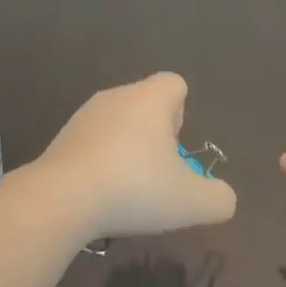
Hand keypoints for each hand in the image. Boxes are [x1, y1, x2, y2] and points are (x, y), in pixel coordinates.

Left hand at [34, 73, 236, 241]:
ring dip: (126, 149)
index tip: (176, 147)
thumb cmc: (135, 188)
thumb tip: (224, 198)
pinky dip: (99, 163)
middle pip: (145, 103)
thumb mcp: (191, 202)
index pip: (174, 84)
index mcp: (150, 99)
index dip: (182, 111)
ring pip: (117, 123)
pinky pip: (91, 143)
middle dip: (155, 135)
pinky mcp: (61, 139)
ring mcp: (85, 116)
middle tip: (158, 173)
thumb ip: (218, 198)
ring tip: (127, 189)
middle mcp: (117, 96)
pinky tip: (99, 196)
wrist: (61, 200)